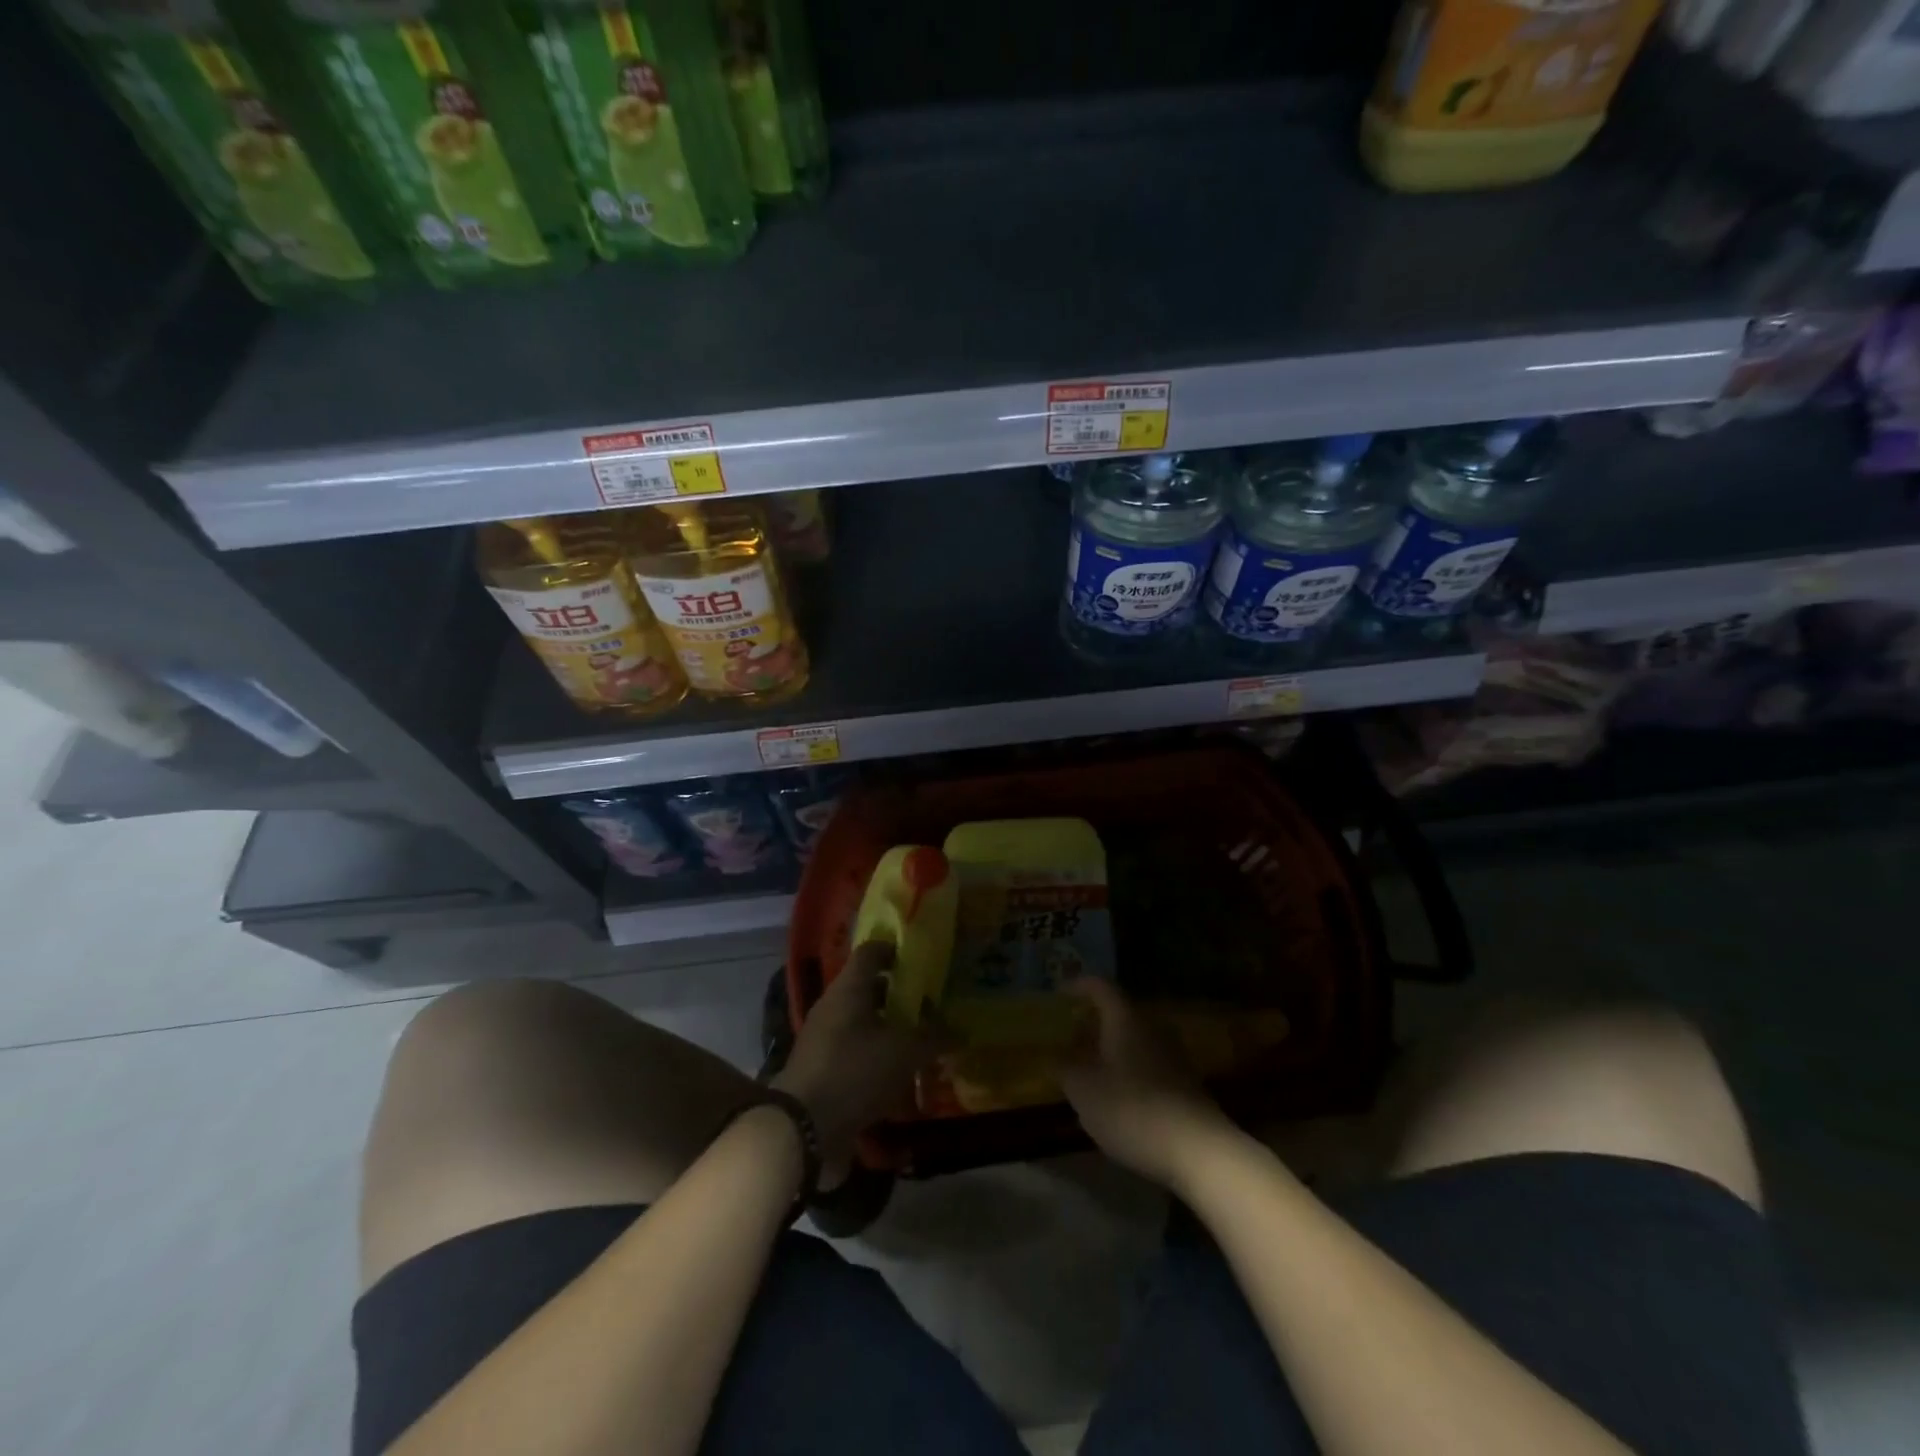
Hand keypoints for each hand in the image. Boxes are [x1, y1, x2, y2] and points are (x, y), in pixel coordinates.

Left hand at [773, 941, 937, 1173]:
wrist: (802, 1128)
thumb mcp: (904, 1052)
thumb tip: (959, 1031)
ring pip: (863, 1024)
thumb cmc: (855, 1071)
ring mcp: (824, 1041)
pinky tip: (901, 1077)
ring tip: (922, 1042)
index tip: (921, 958)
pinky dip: (878, 1061)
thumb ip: (933, 1038)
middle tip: (930, 1003)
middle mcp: (833, 1007)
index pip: (871, 952)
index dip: (895, 950)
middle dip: (899, 996)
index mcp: (848, 988)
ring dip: (889, 1031)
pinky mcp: (822, 1072)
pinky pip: (856, 1056)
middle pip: (868, 990)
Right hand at [1058, 979, 1240, 1192]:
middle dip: (1094, 1021)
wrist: (1198, 1151)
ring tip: (1089, 1067)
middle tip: (1070, 1035)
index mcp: (1125, 1019)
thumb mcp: (1084, 1091)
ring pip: (1135, 1040)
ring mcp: (1174, 1055)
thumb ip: (1066, 1068)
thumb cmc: (1132, 1110)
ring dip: (1111, 1048)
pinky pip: (1149, 1063)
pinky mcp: (1186, 1083)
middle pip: (1120, 1013)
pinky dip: (1128, 1069)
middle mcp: (1152, 1028)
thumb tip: (1056, 1055)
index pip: (1101, 987)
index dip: (1078, 986)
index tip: (1059, 992)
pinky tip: (1117, 1094)